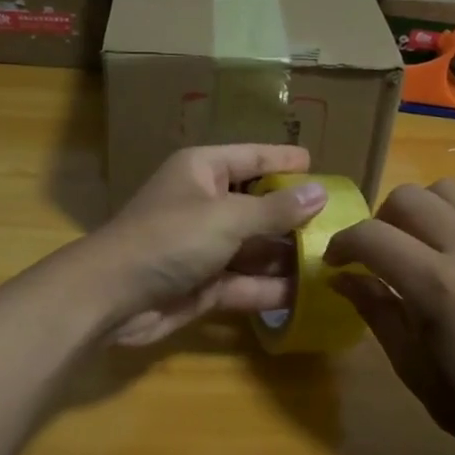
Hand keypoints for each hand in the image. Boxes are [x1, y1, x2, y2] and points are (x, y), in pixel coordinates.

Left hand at [89, 145, 328, 346]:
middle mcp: (205, 204)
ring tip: (336, 261)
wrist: (112, 297)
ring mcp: (205, 248)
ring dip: (288, 257)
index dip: (286, 161)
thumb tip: (320, 192)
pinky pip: (246, 282)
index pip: (253, 158)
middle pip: (259, 206)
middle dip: (296, 217)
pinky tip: (309, 295)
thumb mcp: (227, 217)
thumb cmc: (170, 239)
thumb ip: (276, 209)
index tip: (321, 166)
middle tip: (342, 224)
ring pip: (255, 248)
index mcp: (203, 171)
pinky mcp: (205, 285)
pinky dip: (271, 289)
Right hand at [325, 180, 454, 454]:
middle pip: (409, 198)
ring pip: (448, 192)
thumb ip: (375, 309)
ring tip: (414, 248)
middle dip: (378, 221)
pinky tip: (450, 261)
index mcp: (438, 287)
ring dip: (419, 211)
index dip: (342, 244)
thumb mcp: (410, 364)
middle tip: (375, 256)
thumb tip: (341, 278)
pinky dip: (452, 222)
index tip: (334, 263)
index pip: (372, 236)